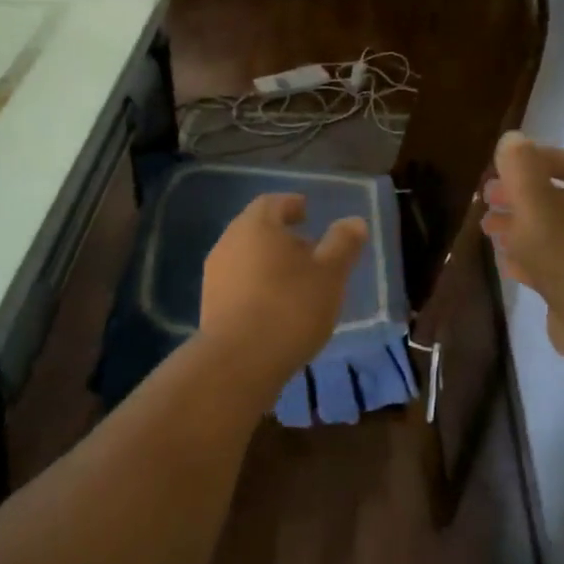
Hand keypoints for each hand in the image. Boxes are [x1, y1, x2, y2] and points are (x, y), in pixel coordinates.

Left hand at [199, 193, 367, 391]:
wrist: (239, 360)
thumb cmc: (291, 307)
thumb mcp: (330, 274)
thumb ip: (342, 244)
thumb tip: (354, 221)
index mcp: (256, 225)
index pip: (273, 203)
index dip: (292, 205)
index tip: (307, 213)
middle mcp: (229, 242)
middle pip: (256, 229)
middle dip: (281, 236)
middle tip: (308, 249)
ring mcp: (214, 274)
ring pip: (245, 257)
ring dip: (269, 263)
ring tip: (295, 282)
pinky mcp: (210, 304)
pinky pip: (237, 283)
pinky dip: (257, 285)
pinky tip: (275, 307)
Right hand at [481, 132, 563, 358]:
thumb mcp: (533, 198)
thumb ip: (519, 166)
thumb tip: (512, 139)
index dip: (538, 159)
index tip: (506, 165)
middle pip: (560, 198)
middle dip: (521, 195)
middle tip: (488, 197)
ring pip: (554, 231)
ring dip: (521, 226)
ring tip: (488, 228)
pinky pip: (556, 262)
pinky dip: (530, 257)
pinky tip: (506, 261)